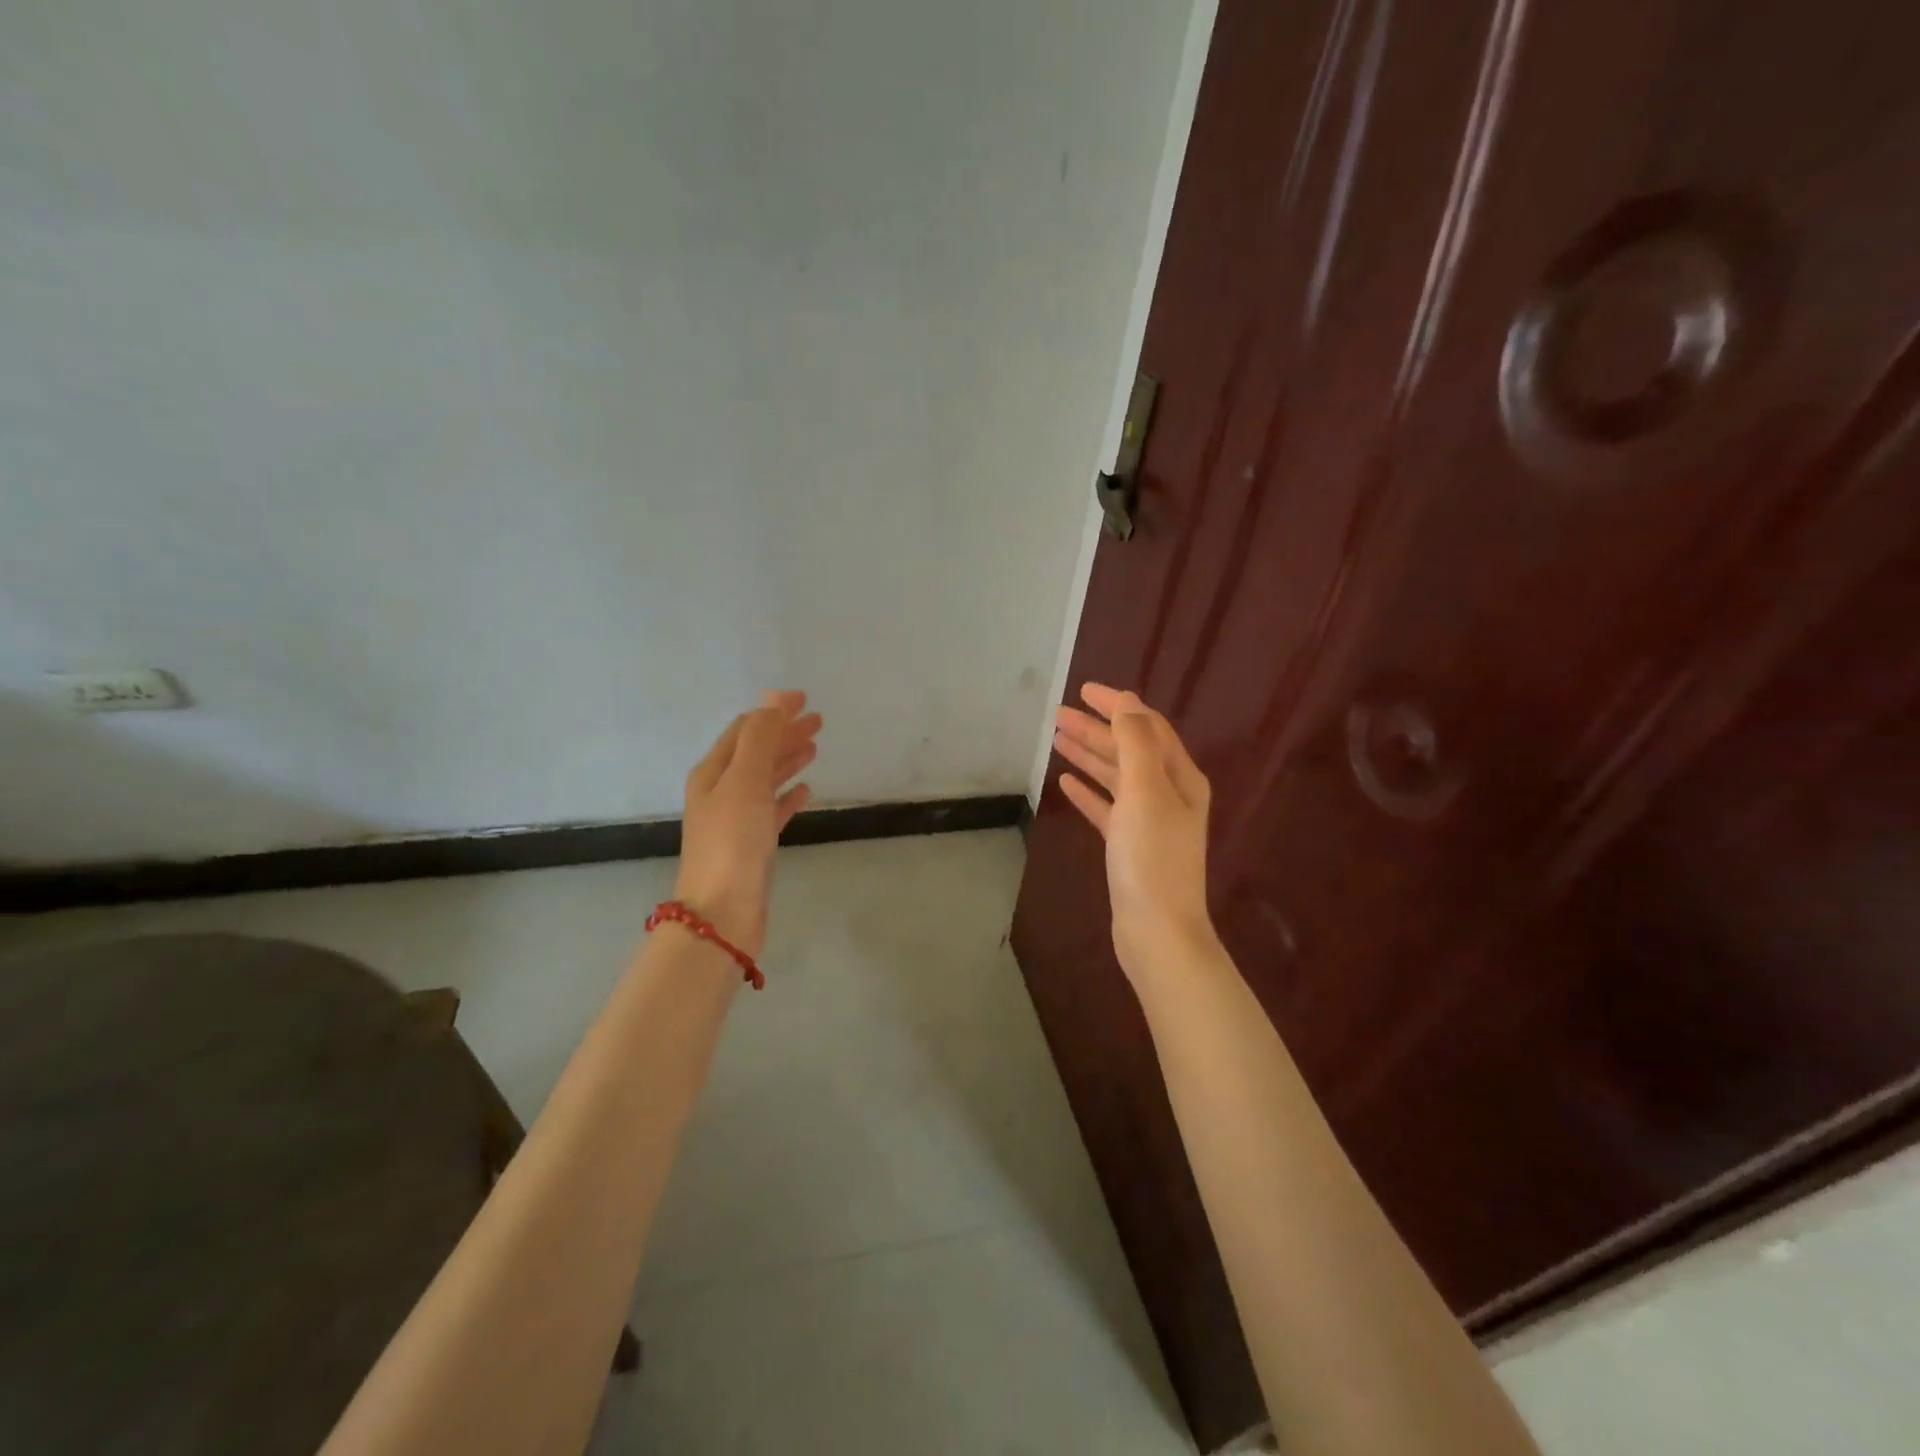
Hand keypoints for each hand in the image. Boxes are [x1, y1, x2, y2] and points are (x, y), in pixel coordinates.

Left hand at [675, 691, 822, 957]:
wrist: (723, 914)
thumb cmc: (733, 842)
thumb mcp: (745, 781)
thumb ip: (760, 739)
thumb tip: (774, 698)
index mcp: (713, 773)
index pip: (744, 730)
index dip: (772, 712)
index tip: (804, 699)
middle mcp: (721, 792)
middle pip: (756, 752)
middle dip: (784, 733)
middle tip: (818, 721)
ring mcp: (736, 820)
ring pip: (765, 780)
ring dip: (787, 760)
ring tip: (815, 747)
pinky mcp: (752, 845)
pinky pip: (772, 810)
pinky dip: (788, 796)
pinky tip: (806, 791)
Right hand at [1053, 683, 1214, 981]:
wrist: (1157, 930)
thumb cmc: (1151, 857)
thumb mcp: (1145, 791)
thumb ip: (1135, 743)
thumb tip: (1126, 703)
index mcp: (1180, 776)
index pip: (1147, 727)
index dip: (1118, 705)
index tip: (1083, 690)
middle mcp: (1169, 793)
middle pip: (1129, 749)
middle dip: (1096, 728)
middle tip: (1058, 714)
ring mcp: (1149, 821)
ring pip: (1116, 777)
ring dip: (1089, 755)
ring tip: (1056, 739)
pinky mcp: (1130, 846)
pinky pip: (1107, 807)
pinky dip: (1089, 792)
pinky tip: (1066, 782)